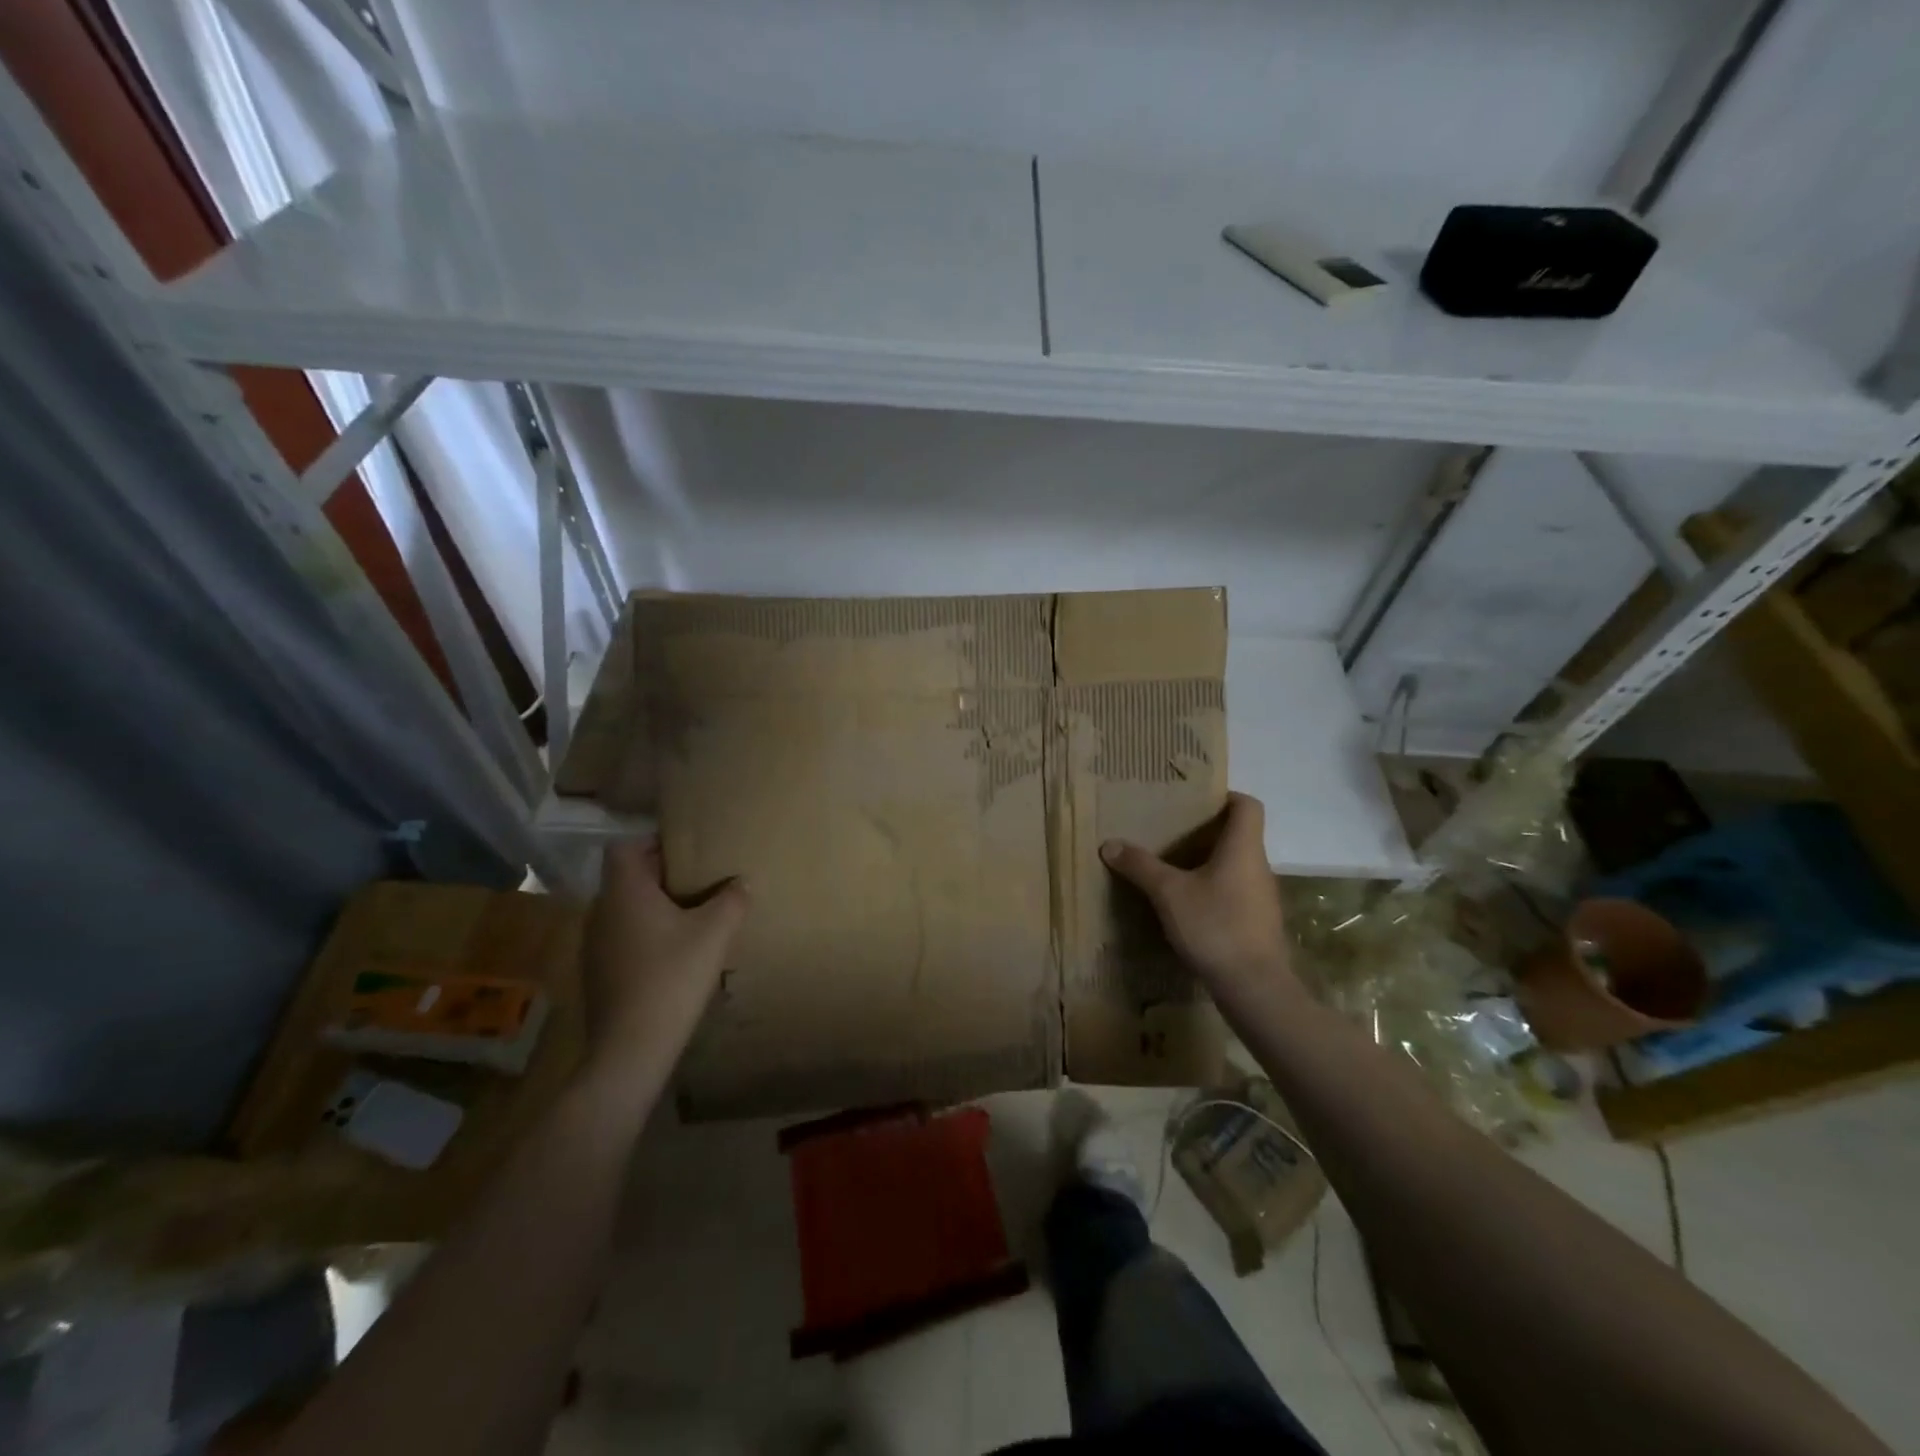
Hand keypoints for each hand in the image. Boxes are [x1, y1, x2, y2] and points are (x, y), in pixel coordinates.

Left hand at [580, 841, 748, 1094]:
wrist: (631, 1049)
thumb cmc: (671, 978)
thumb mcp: (714, 934)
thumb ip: (732, 900)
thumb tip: (742, 882)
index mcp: (624, 892)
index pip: (625, 847)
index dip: (654, 843)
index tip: (687, 853)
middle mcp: (601, 911)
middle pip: (627, 878)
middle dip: (662, 876)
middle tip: (700, 882)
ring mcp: (594, 945)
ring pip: (625, 909)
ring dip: (654, 908)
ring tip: (691, 918)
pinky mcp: (597, 973)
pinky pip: (622, 937)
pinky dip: (645, 935)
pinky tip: (673, 955)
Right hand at [1100, 792, 1294, 994]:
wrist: (1254, 987)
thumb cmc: (1215, 926)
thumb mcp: (1168, 893)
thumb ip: (1140, 866)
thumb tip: (1109, 844)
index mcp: (1243, 848)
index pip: (1248, 805)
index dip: (1225, 796)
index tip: (1196, 802)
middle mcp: (1258, 866)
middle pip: (1239, 835)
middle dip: (1207, 831)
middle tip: (1172, 832)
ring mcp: (1262, 897)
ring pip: (1236, 866)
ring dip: (1209, 863)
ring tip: (1174, 868)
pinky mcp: (1258, 923)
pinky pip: (1236, 892)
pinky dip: (1214, 890)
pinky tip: (1188, 906)